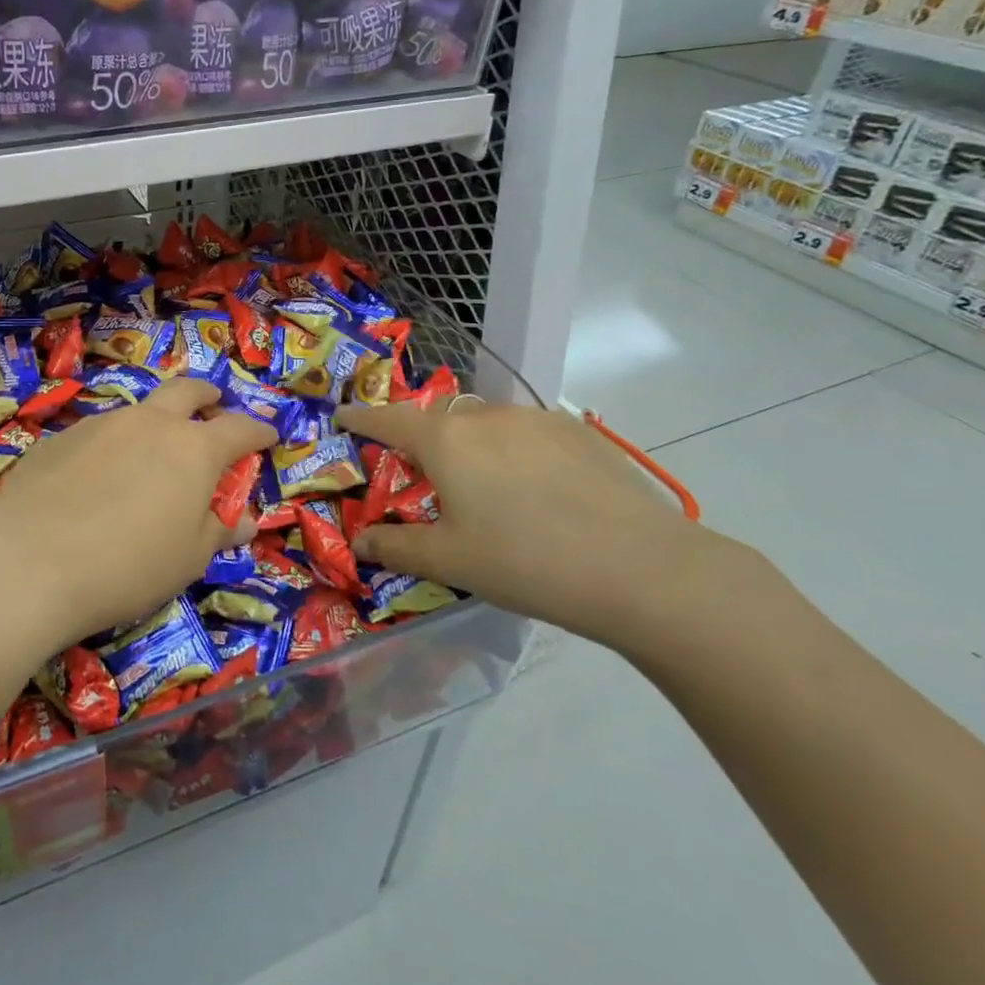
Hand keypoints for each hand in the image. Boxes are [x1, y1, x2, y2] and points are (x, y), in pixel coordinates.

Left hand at [0, 378, 275, 655]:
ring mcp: (101, 424)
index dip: (259, 431)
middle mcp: (149, 422)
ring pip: (139, 409)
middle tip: (214, 404)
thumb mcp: (188, 559)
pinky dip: (112, 445)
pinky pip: (98, 433)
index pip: (239, 429)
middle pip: (187, 391)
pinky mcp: (59, 438)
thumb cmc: (128, 565)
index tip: (270, 434)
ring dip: (155, 420)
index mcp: (193, 449)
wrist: (27, 562)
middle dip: (207, 395)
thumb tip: (245, 520)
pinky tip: (96, 478)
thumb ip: (219, 531)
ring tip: (151, 450)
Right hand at [334, 400, 746, 652]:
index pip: (387, 420)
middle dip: (422, 439)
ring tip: (486, 490)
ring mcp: (535, 418)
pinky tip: (536, 492)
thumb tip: (361, 543)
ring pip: (484, 423)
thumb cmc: (526, 562)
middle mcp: (484, 416)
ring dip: (471, 445)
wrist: (641, 568)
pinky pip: (524, 432)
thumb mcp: (450, 562)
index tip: (343, 416)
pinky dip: (512, 451)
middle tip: (424, 477)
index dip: (360, 418)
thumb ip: (396, 548)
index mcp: (445, 441)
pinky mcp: (576, 431)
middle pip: (438, 419)